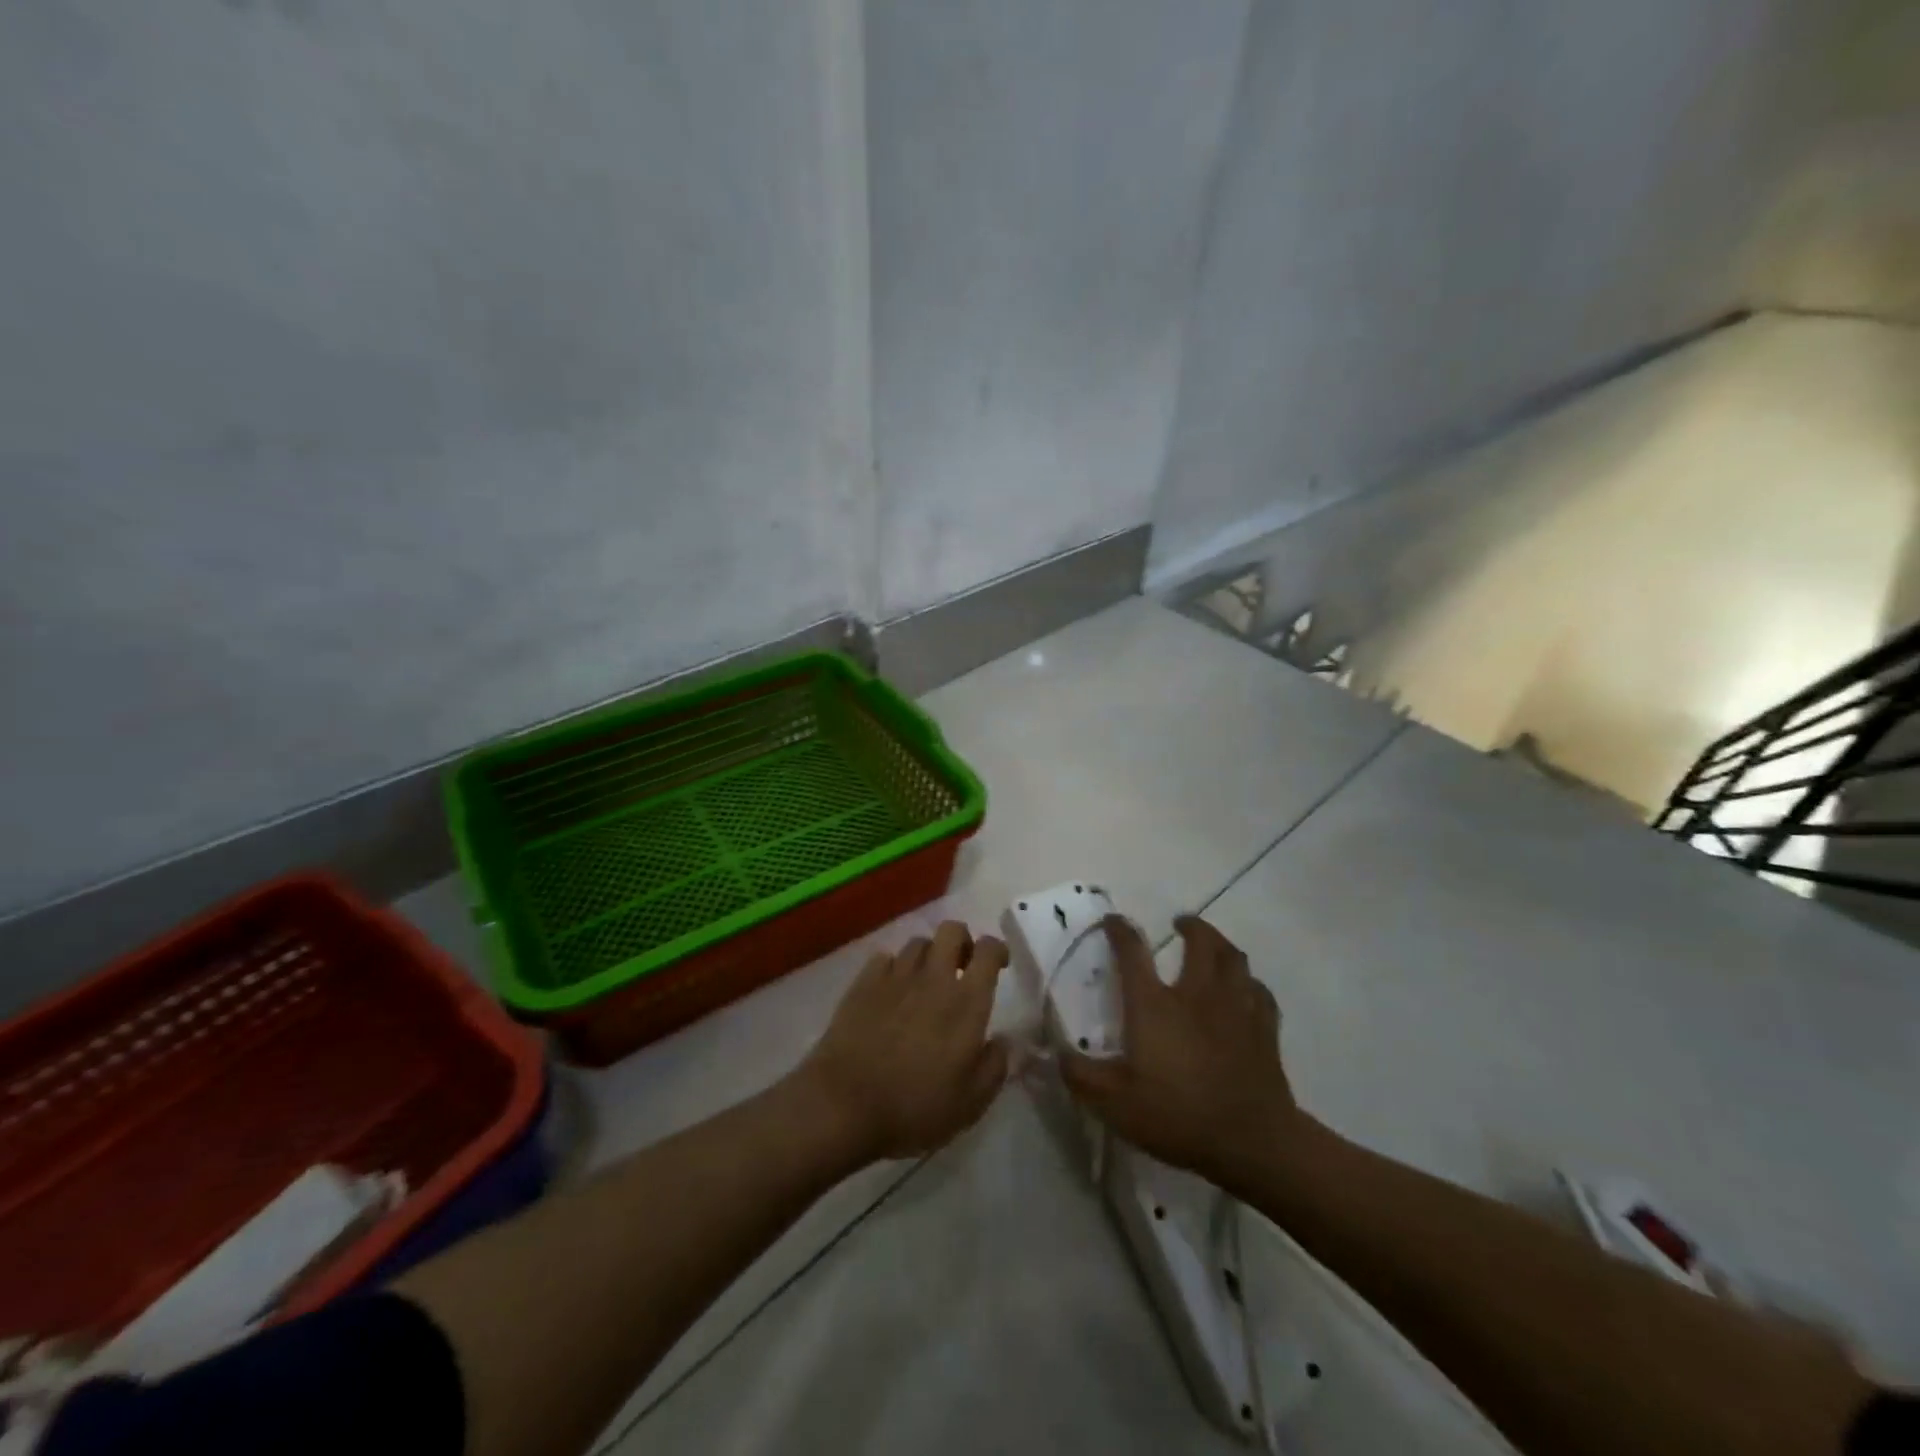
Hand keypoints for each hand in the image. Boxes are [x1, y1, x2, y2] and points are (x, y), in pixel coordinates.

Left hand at [797, 921, 1009, 1163]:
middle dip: (962, 941)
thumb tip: (1004, 1041)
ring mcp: (895, 976)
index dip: (998, 950)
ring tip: (925, 982)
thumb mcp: (970, 1102)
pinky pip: (884, 958)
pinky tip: (891, 991)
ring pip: (918, 942)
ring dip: (928, 956)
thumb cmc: (915, 1106)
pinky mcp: (863, 983)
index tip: (999, 965)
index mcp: (966, 1001)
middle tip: (962, 968)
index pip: (988, 950)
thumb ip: (995, 1066)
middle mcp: (933, 977)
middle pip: (952, 930)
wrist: (844, 1104)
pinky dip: (893, 968)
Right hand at [1061, 915, 1301, 1192]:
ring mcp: (1235, 1008)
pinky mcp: (1264, 1029)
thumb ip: (1081, 1076)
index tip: (1113, 920)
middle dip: (1191, 927)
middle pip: (1200, 942)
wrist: (1252, 1142)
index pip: (1133, 952)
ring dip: (1222, 945)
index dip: (1120, 931)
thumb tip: (1056, 1054)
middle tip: (1182, 923)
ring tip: (1213, 945)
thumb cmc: (1178, 1117)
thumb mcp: (1114, 1105)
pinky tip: (1246, 989)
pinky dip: (1250, 984)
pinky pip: (1260, 992)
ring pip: (1234, 959)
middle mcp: (1196, 994)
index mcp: (1155, 1005)